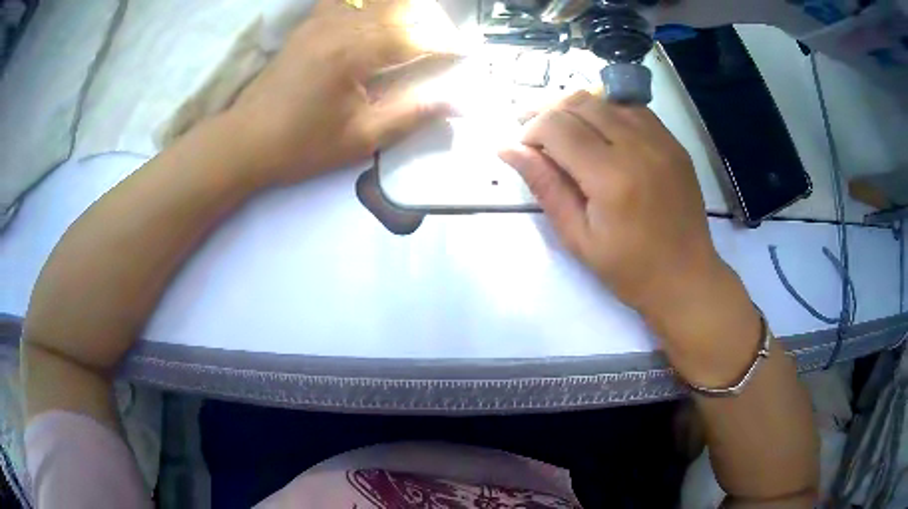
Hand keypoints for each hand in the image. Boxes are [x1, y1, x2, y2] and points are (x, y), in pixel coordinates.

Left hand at [227, 0, 460, 185]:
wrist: (244, 142)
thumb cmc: (300, 146)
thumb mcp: (360, 139)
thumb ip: (412, 115)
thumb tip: (459, 103)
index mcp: (353, 53)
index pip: (414, 37)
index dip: (445, 44)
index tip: (467, 53)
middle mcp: (338, 26)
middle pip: (398, 9)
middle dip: (430, 23)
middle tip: (444, 43)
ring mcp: (320, 21)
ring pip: (374, 1)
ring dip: (403, 10)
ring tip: (417, 29)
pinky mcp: (308, 24)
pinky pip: (344, 1)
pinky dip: (366, 4)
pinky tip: (374, 15)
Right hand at [501, 90, 722, 312]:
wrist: (686, 278)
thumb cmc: (630, 269)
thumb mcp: (578, 237)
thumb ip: (545, 187)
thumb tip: (508, 149)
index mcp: (611, 177)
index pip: (558, 126)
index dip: (531, 130)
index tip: (524, 149)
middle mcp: (638, 147)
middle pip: (580, 102)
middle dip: (549, 111)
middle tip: (535, 133)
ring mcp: (661, 140)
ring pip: (606, 99)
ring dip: (577, 107)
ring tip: (564, 129)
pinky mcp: (673, 142)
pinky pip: (633, 109)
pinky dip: (608, 111)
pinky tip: (600, 130)